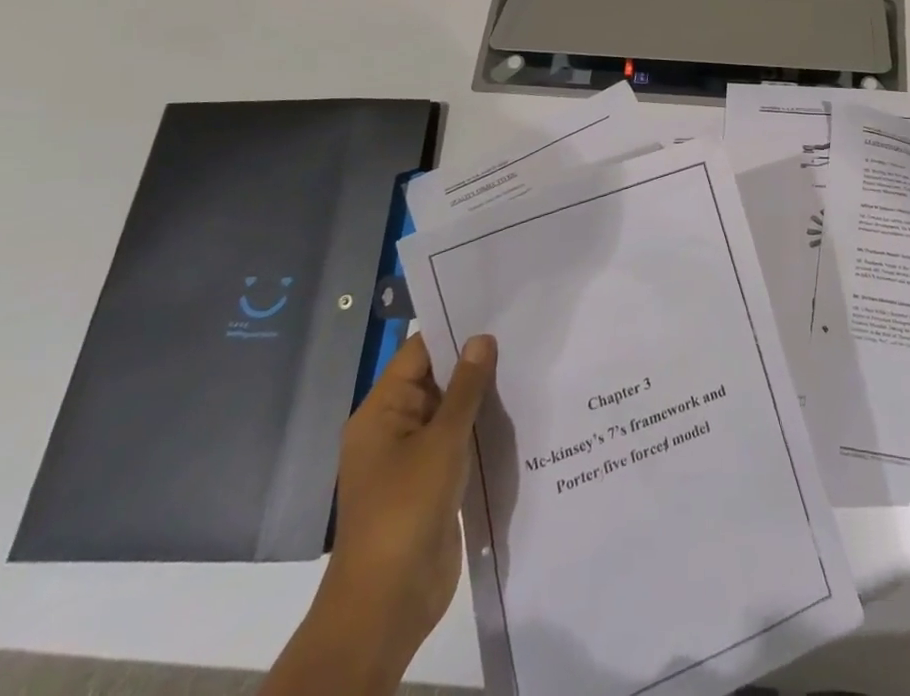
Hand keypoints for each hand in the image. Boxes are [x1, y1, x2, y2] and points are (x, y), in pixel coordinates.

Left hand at [324, 331, 497, 660]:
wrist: (388, 602)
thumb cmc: (406, 509)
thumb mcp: (442, 441)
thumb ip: (465, 388)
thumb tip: (482, 338)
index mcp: (381, 411)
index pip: (419, 353)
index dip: (454, 329)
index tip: (496, 308)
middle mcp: (393, 428)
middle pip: (436, 380)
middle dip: (475, 361)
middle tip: (522, 333)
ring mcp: (412, 458)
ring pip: (451, 412)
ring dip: (482, 397)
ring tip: (528, 365)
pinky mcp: (432, 484)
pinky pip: (458, 442)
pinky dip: (482, 428)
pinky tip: (519, 413)